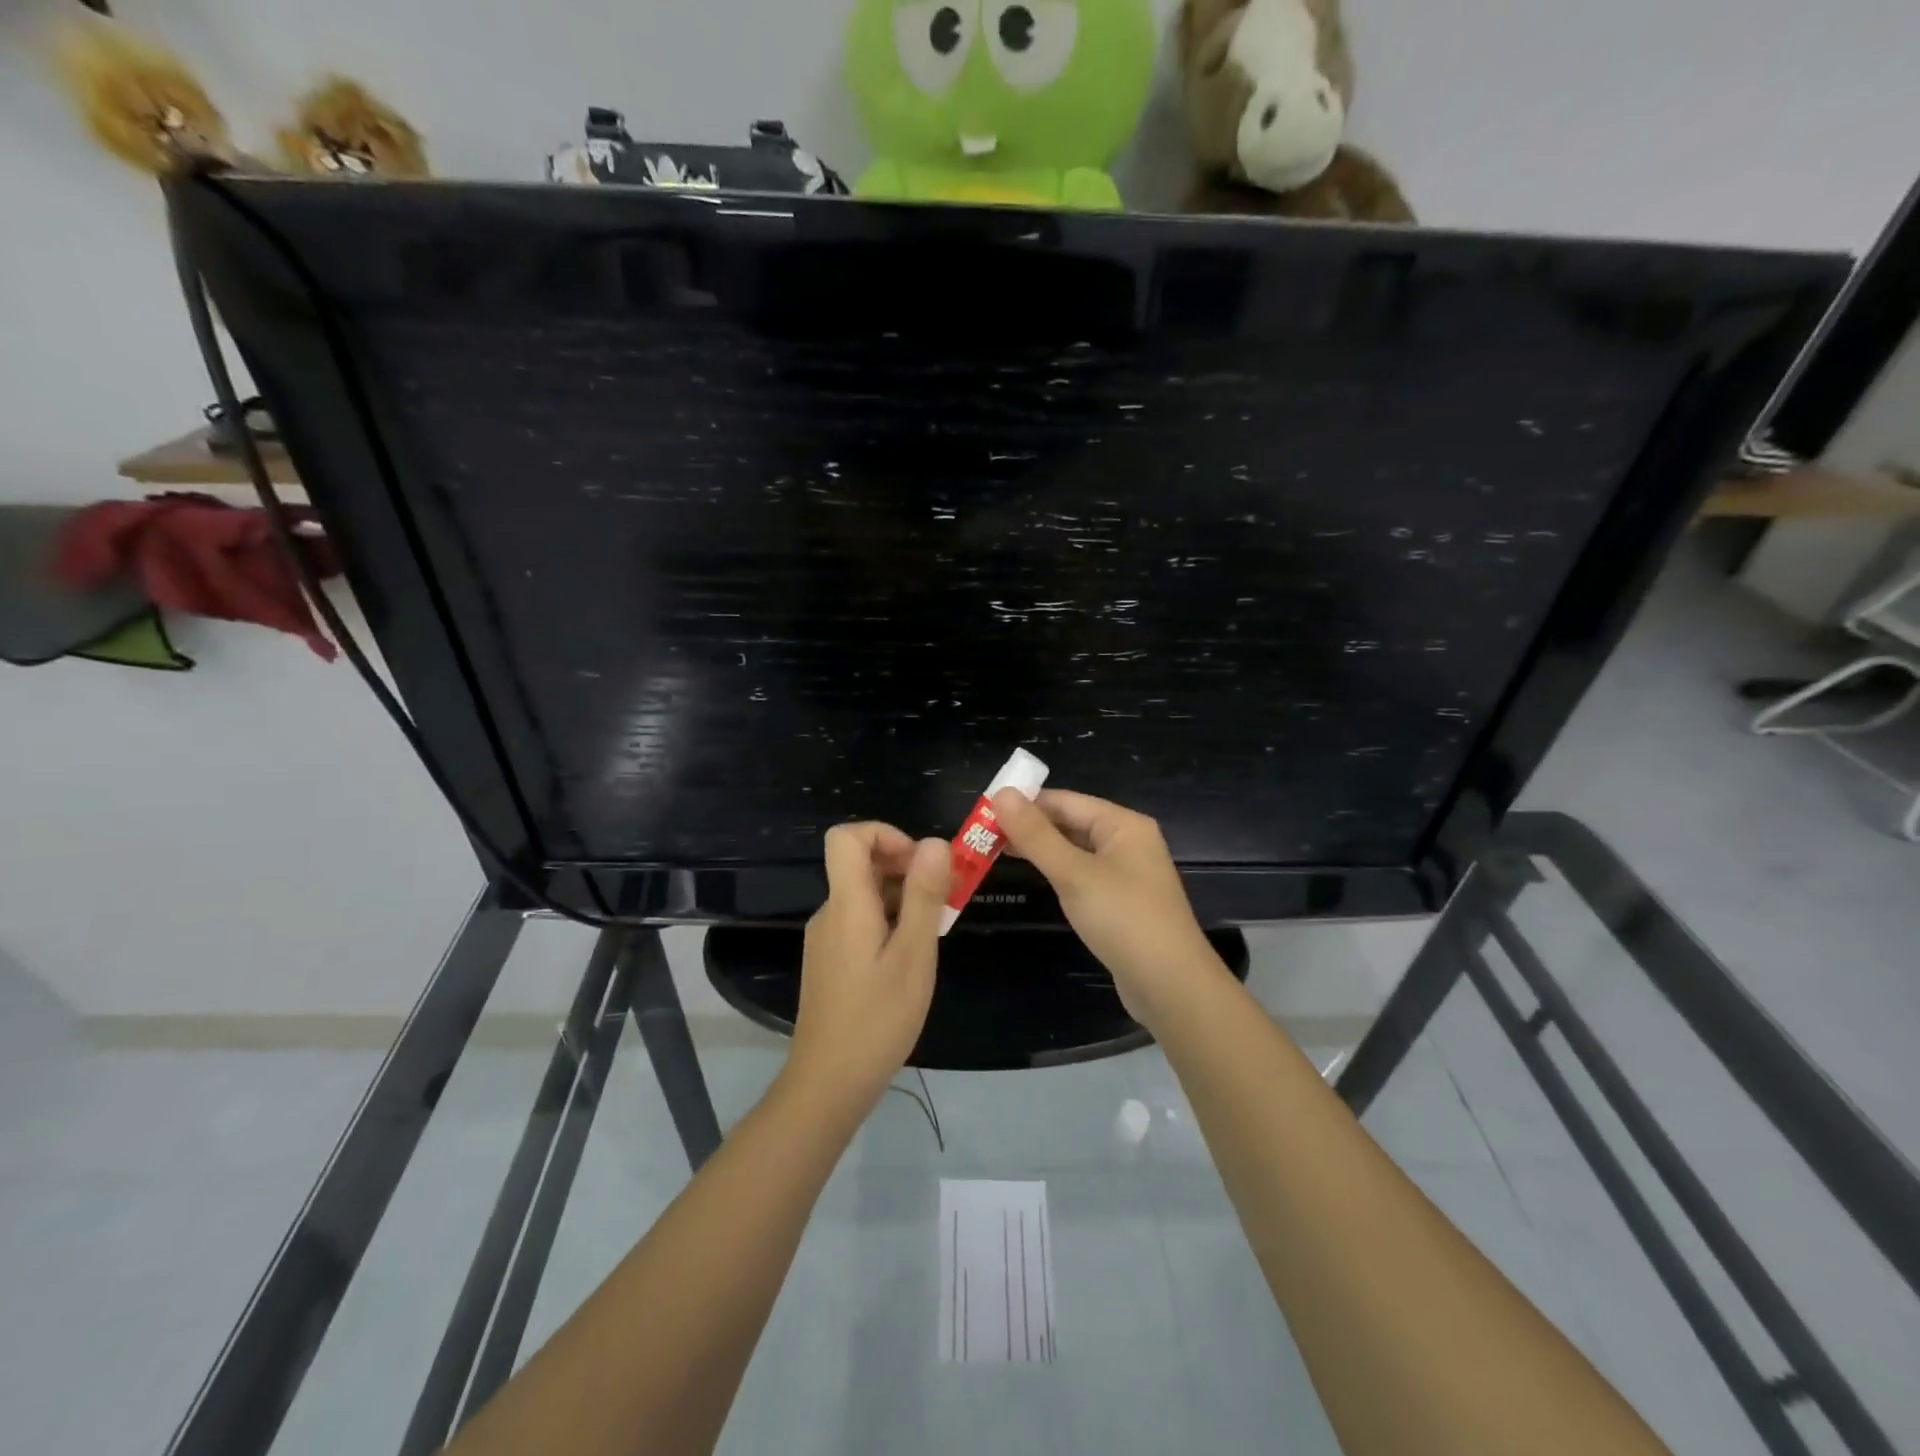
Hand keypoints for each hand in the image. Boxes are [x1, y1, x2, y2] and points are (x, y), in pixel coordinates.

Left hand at [788, 822, 949, 1104]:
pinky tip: (911, 957)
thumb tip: (935, 842)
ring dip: (902, 897)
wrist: (828, 1083)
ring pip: (864, 894)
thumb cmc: (877, 1019)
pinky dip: (889, 921)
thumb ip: (924, 896)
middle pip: (859, 863)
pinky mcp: (830, 960)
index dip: (885, 834)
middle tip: (942, 899)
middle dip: (905, 867)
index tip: (920, 862)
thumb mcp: (914, 956)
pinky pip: (860, 920)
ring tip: (934, 931)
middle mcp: (830, 912)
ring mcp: (826, 937)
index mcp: (846, 904)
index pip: (846, 837)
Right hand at [992, 789, 1227, 1028]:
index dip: (1024, 803)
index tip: (982, 810)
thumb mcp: (1074, 874)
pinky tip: (1033, 877)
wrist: (1171, 986)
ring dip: (1039, 849)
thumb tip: (1000, 793)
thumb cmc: (1123, 919)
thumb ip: (1036, 835)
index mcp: (1123, 824)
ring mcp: (1126, 873)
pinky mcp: (1120, 902)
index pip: (1064, 800)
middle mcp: (1127, 841)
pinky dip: (1056, 872)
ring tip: (994, 851)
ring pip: (1074, 850)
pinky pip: (1082, 874)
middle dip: (1029, 827)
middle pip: (1071, 822)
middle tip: (981, 834)